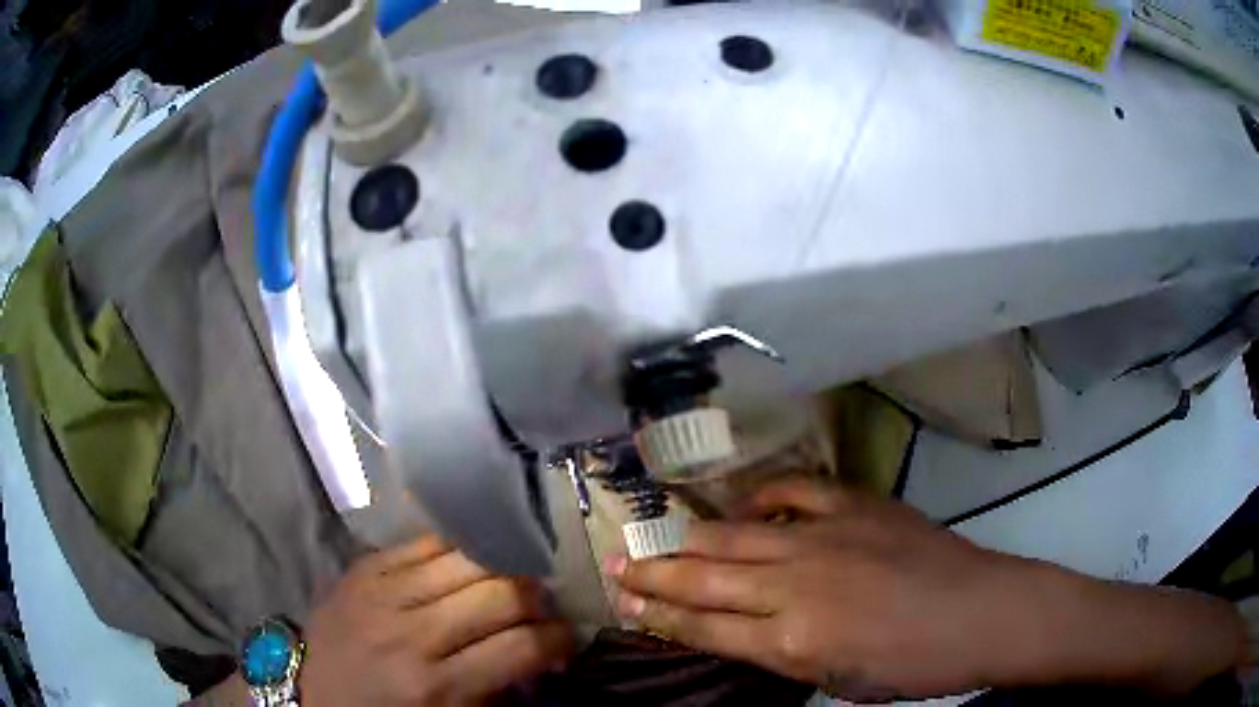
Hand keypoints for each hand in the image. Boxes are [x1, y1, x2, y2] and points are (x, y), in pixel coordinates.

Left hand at [299, 534, 573, 705]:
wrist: (309, 691)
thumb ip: (496, 689)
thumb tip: (538, 654)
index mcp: (435, 685)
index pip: (522, 646)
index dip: (558, 640)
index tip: (565, 642)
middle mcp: (412, 633)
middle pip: (501, 592)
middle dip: (537, 601)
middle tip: (540, 612)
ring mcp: (384, 591)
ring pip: (469, 557)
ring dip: (503, 569)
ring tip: (509, 585)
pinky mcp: (365, 566)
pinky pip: (426, 540)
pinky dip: (459, 550)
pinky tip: (468, 565)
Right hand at [607, 479, 1244, 700]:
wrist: (982, 614)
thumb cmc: (912, 666)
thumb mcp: (837, 681)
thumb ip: (781, 654)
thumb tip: (736, 631)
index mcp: (792, 642)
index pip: (704, 628)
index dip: (658, 615)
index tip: (622, 602)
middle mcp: (797, 587)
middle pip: (706, 579)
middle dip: (653, 574)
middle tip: (614, 564)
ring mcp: (827, 539)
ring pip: (735, 537)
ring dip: (686, 539)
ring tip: (648, 535)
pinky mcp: (857, 506)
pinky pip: (793, 493)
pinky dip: (761, 498)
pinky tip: (742, 504)